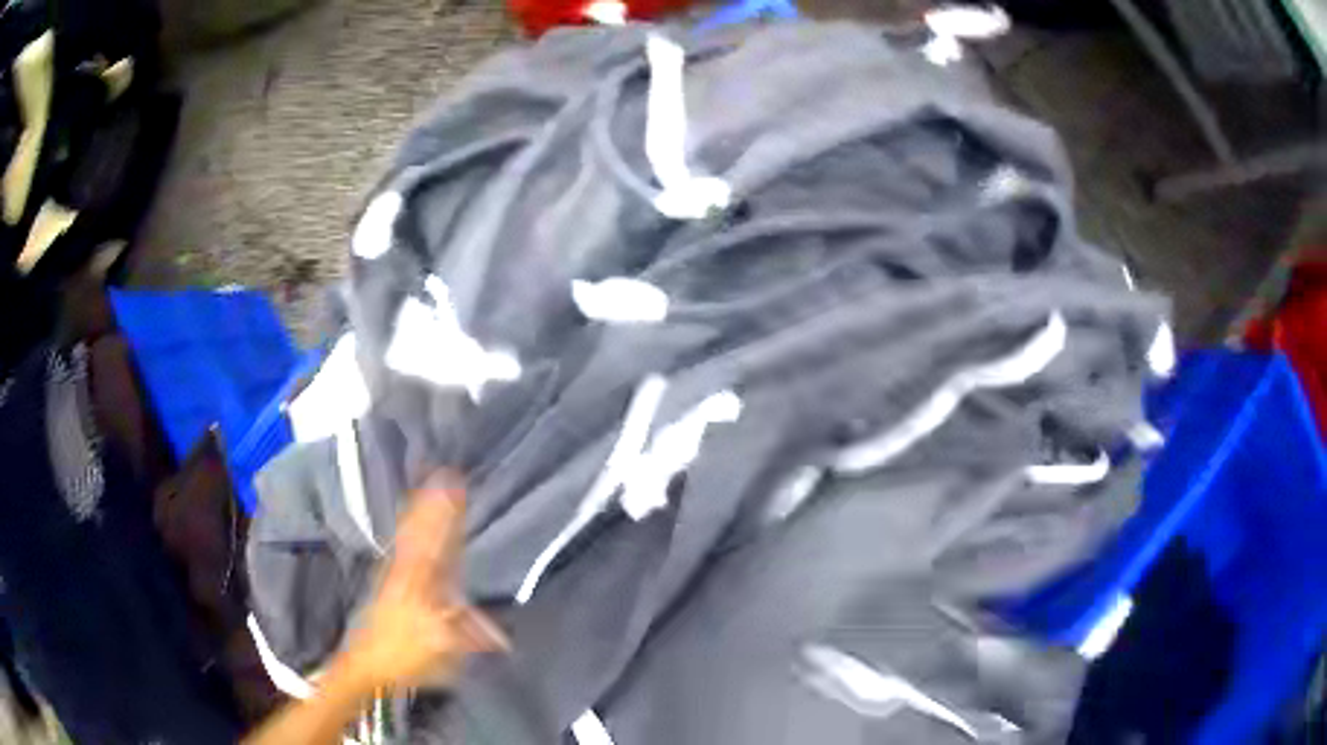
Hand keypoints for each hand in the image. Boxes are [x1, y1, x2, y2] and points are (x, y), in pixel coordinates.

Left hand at [334, 472, 507, 692]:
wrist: (366, 664)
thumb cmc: (404, 656)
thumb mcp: (441, 651)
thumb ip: (468, 635)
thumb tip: (501, 635)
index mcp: (420, 585)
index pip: (438, 544)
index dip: (448, 517)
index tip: (457, 489)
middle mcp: (407, 572)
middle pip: (422, 533)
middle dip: (434, 506)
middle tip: (445, 475)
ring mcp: (393, 575)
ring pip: (410, 536)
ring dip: (420, 512)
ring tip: (429, 488)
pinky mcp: (387, 583)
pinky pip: (402, 547)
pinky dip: (408, 529)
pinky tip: (409, 524)